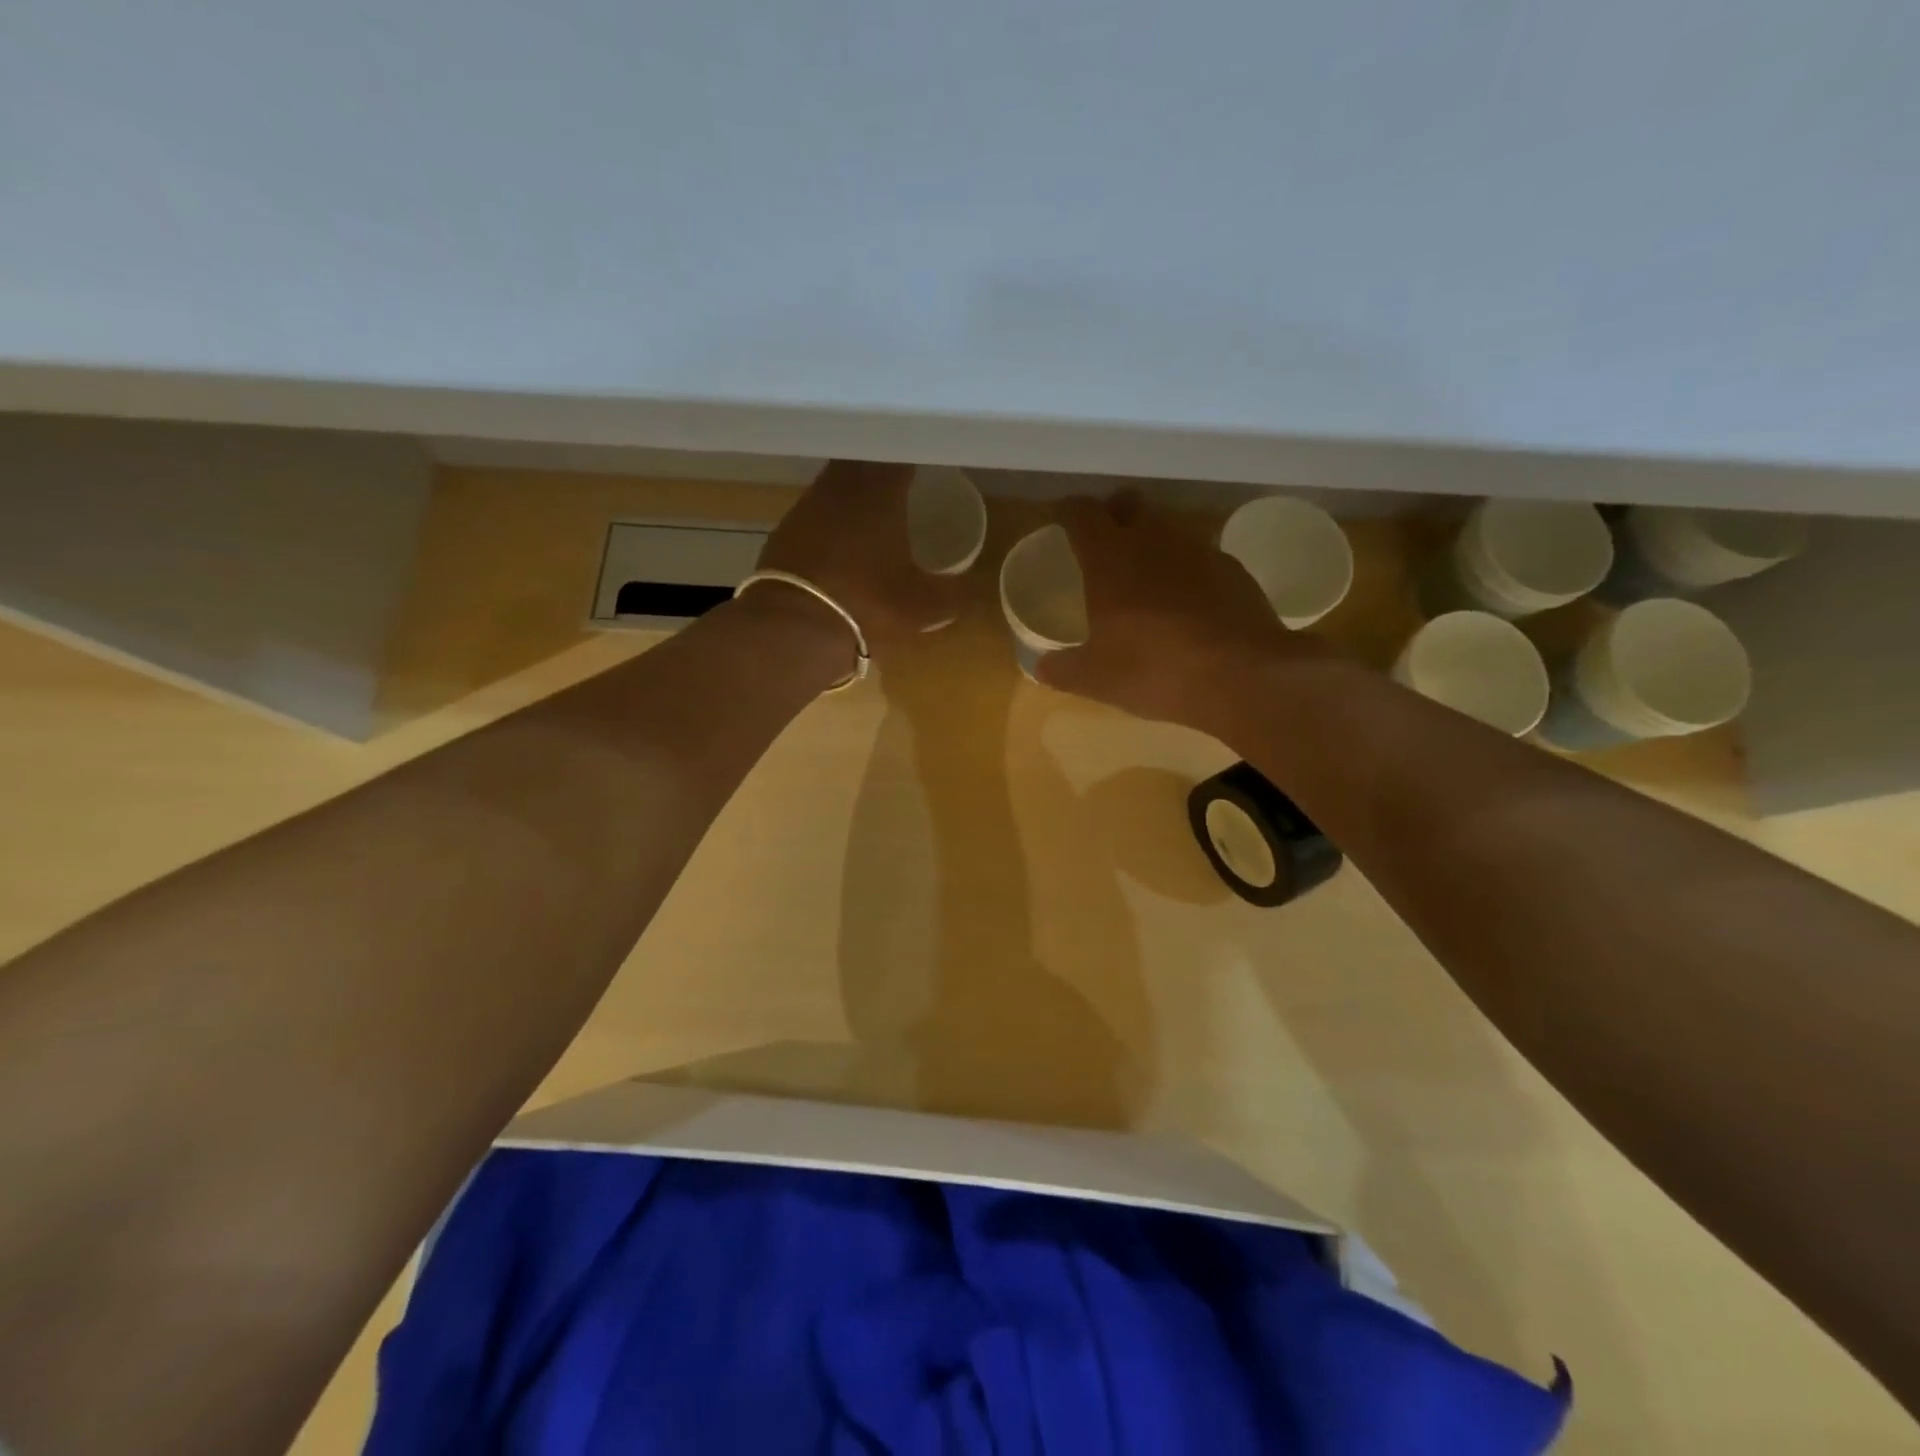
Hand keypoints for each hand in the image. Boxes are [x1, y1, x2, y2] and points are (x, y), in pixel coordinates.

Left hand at [756, 460, 965, 662]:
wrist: (794, 628)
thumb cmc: (868, 606)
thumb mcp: (922, 607)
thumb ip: (951, 594)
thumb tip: (969, 588)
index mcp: (881, 493)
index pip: (900, 454)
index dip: (914, 453)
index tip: (927, 457)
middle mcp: (841, 487)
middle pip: (863, 461)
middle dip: (882, 465)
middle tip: (902, 478)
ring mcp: (807, 507)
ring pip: (836, 483)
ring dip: (854, 490)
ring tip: (873, 506)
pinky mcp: (784, 531)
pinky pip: (815, 511)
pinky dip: (831, 517)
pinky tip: (840, 537)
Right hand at [1036, 492, 1322, 732]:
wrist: (1242, 675)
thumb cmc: (1154, 669)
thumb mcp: (1096, 679)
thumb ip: (1063, 669)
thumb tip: (1040, 667)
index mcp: (1109, 559)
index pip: (1082, 513)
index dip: (1068, 511)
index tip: (1061, 519)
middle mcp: (1152, 541)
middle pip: (1128, 504)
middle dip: (1112, 513)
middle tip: (1103, 540)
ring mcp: (1197, 550)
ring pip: (1166, 528)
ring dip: (1151, 542)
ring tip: (1144, 577)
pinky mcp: (1232, 569)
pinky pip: (1199, 557)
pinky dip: (1185, 570)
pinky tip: (1186, 603)